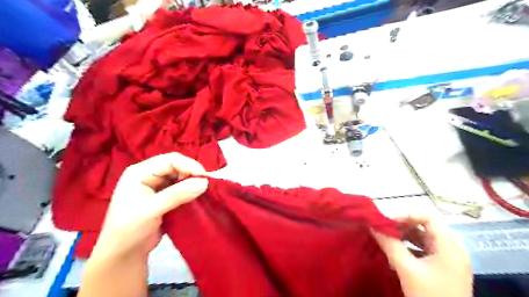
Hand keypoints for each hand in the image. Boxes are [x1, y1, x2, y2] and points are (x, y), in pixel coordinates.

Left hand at [92, 153, 207, 259]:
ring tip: (202, 191)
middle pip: (176, 166)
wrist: (123, 255)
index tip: (204, 177)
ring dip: (192, 182)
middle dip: (191, 173)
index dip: (189, 165)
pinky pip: (181, 187)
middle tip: (205, 185)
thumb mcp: (151, 210)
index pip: (169, 160)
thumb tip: (204, 182)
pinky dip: (190, 190)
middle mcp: (148, 175)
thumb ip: (177, 194)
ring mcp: (156, 186)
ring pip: (180, 177)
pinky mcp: (164, 196)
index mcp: (140, 172)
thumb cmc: (129, 230)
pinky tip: (196, 196)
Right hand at [373, 215, 472, 296]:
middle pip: (426, 226)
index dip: (407, 214)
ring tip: (387, 240)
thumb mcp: (407, 270)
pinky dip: (409, 247)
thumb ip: (390, 245)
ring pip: (424, 238)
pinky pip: (424, 250)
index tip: (387, 221)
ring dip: (405, 236)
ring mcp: (449, 260)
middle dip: (403, 226)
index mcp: (449, 246)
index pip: (429, 216)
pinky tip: (396, 254)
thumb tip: (372, 226)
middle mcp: (452, 249)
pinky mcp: (443, 269)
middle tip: (384, 230)